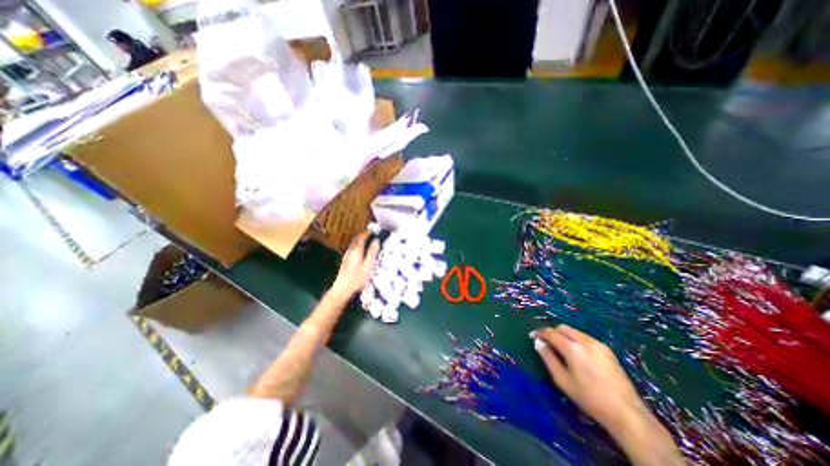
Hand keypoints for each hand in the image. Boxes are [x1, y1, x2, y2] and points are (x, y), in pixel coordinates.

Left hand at [332, 231, 379, 295]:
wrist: (341, 290)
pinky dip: (357, 248)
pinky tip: (360, 253)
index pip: (361, 237)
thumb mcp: (368, 265)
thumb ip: (372, 252)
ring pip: (353, 245)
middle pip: (356, 240)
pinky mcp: (345, 263)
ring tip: (367, 242)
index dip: (367, 233)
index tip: (373, 230)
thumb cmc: (357, 279)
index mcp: (356, 250)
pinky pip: (352, 251)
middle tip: (370, 234)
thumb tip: (376, 240)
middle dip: (363, 236)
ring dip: (360, 242)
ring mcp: (346, 257)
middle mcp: (350, 252)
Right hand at [532, 325, 647, 431]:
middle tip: (547, 343)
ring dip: (564, 336)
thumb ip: (548, 358)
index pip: (550, 332)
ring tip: (561, 349)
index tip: (532, 336)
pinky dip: (576, 340)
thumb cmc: (589, 398)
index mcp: (572, 348)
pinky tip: (577, 354)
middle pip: (562, 327)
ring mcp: (597, 344)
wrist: (626, 412)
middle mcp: (585, 341)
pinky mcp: (607, 349)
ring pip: (574, 331)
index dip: (539, 333)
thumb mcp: (562, 380)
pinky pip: (585, 337)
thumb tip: (538, 343)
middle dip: (552, 332)